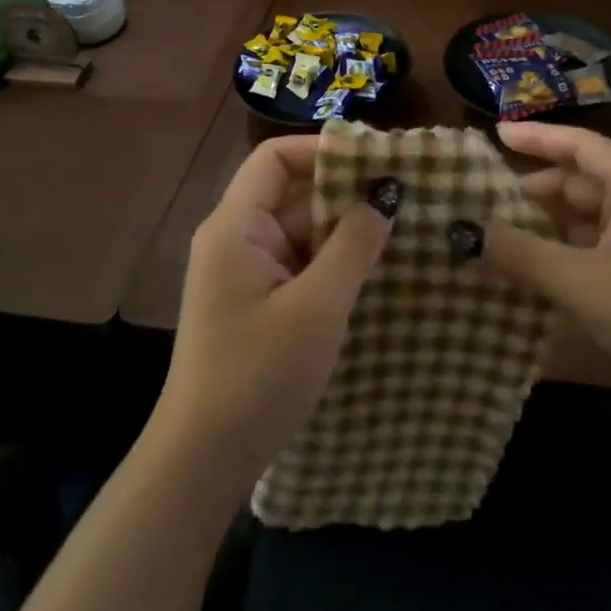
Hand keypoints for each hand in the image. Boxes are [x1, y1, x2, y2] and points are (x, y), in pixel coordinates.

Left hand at [153, 136, 393, 492]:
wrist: (205, 460)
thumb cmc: (258, 375)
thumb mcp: (317, 307)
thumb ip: (352, 245)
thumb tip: (384, 194)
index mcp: (235, 227)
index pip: (274, 158)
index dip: (322, 150)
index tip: (375, 159)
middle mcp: (236, 240)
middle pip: (291, 193)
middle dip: (345, 191)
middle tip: (405, 192)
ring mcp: (245, 273)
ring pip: (299, 231)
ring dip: (344, 229)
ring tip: (403, 225)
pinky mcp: (257, 303)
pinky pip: (299, 264)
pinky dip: (333, 261)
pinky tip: (375, 268)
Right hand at [474, 122, 610, 425]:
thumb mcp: (581, 283)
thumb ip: (522, 254)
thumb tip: (465, 231)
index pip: (580, 145)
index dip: (536, 136)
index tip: (494, 134)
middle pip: (583, 180)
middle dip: (536, 188)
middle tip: (487, 200)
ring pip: (592, 216)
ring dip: (551, 223)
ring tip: (504, 235)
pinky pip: (603, 245)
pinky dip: (570, 250)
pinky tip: (543, 271)